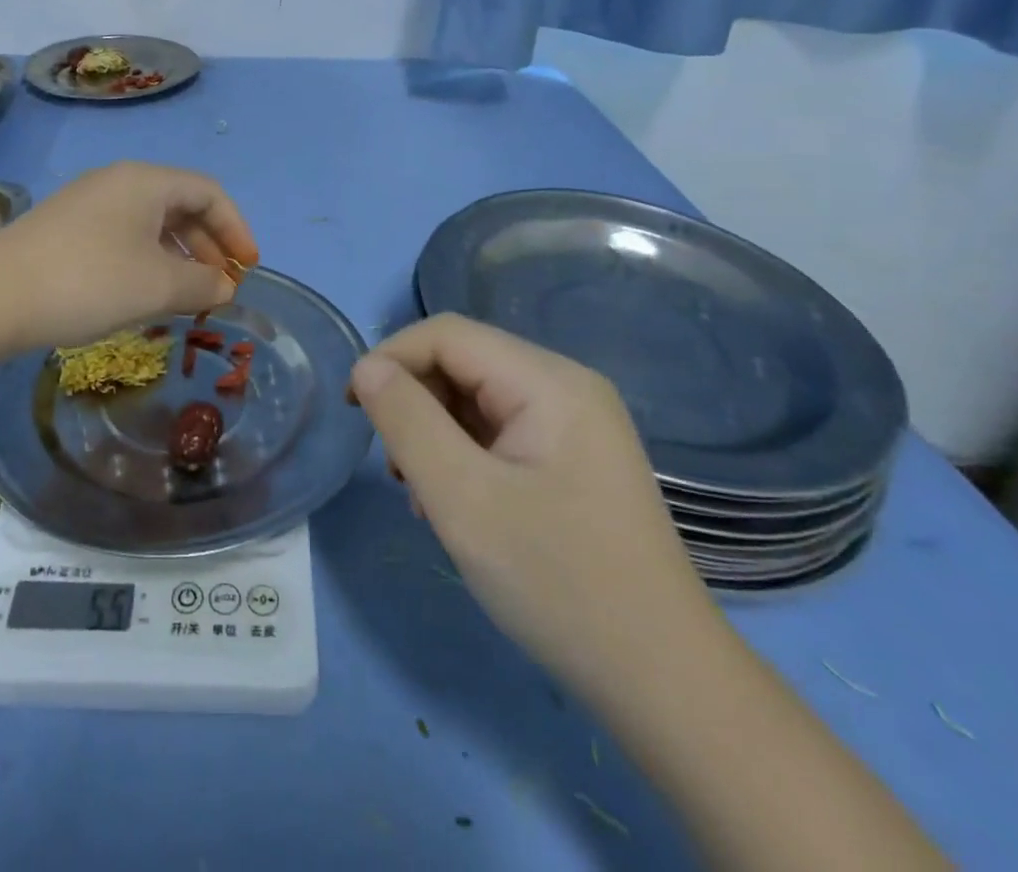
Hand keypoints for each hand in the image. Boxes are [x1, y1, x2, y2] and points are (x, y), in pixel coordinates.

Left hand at [0, 162, 259, 352]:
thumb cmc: (89, 281)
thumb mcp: (157, 286)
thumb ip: (202, 284)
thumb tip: (224, 286)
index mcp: (146, 182)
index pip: (209, 193)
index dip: (236, 229)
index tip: (247, 269)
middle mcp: (118, 182)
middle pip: (180, 205)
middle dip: (208, 246)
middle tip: (220, 286)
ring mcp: (87, 203)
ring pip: (150, 223)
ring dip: (178, 257)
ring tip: (186, 296)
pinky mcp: (65, 229)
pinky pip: (123, 236)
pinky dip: (147, 261)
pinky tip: (143, 294)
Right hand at [349, 314, 707, 696]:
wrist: (663, 683)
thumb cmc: (559, 583)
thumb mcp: (464, 500)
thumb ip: (407, 422)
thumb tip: (367, 367)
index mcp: (549, 381)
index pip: (448, 335)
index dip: (391, 358)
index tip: (353, 410)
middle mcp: (565, 386)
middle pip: (464, 362)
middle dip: (416, 403)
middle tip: (396, 469)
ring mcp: (575, 423)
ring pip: (477, 399)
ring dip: (435, 433)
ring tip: (424, 496)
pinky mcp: (573, 458)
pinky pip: (500, 431)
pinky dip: (464, 455)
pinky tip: (458, 505)